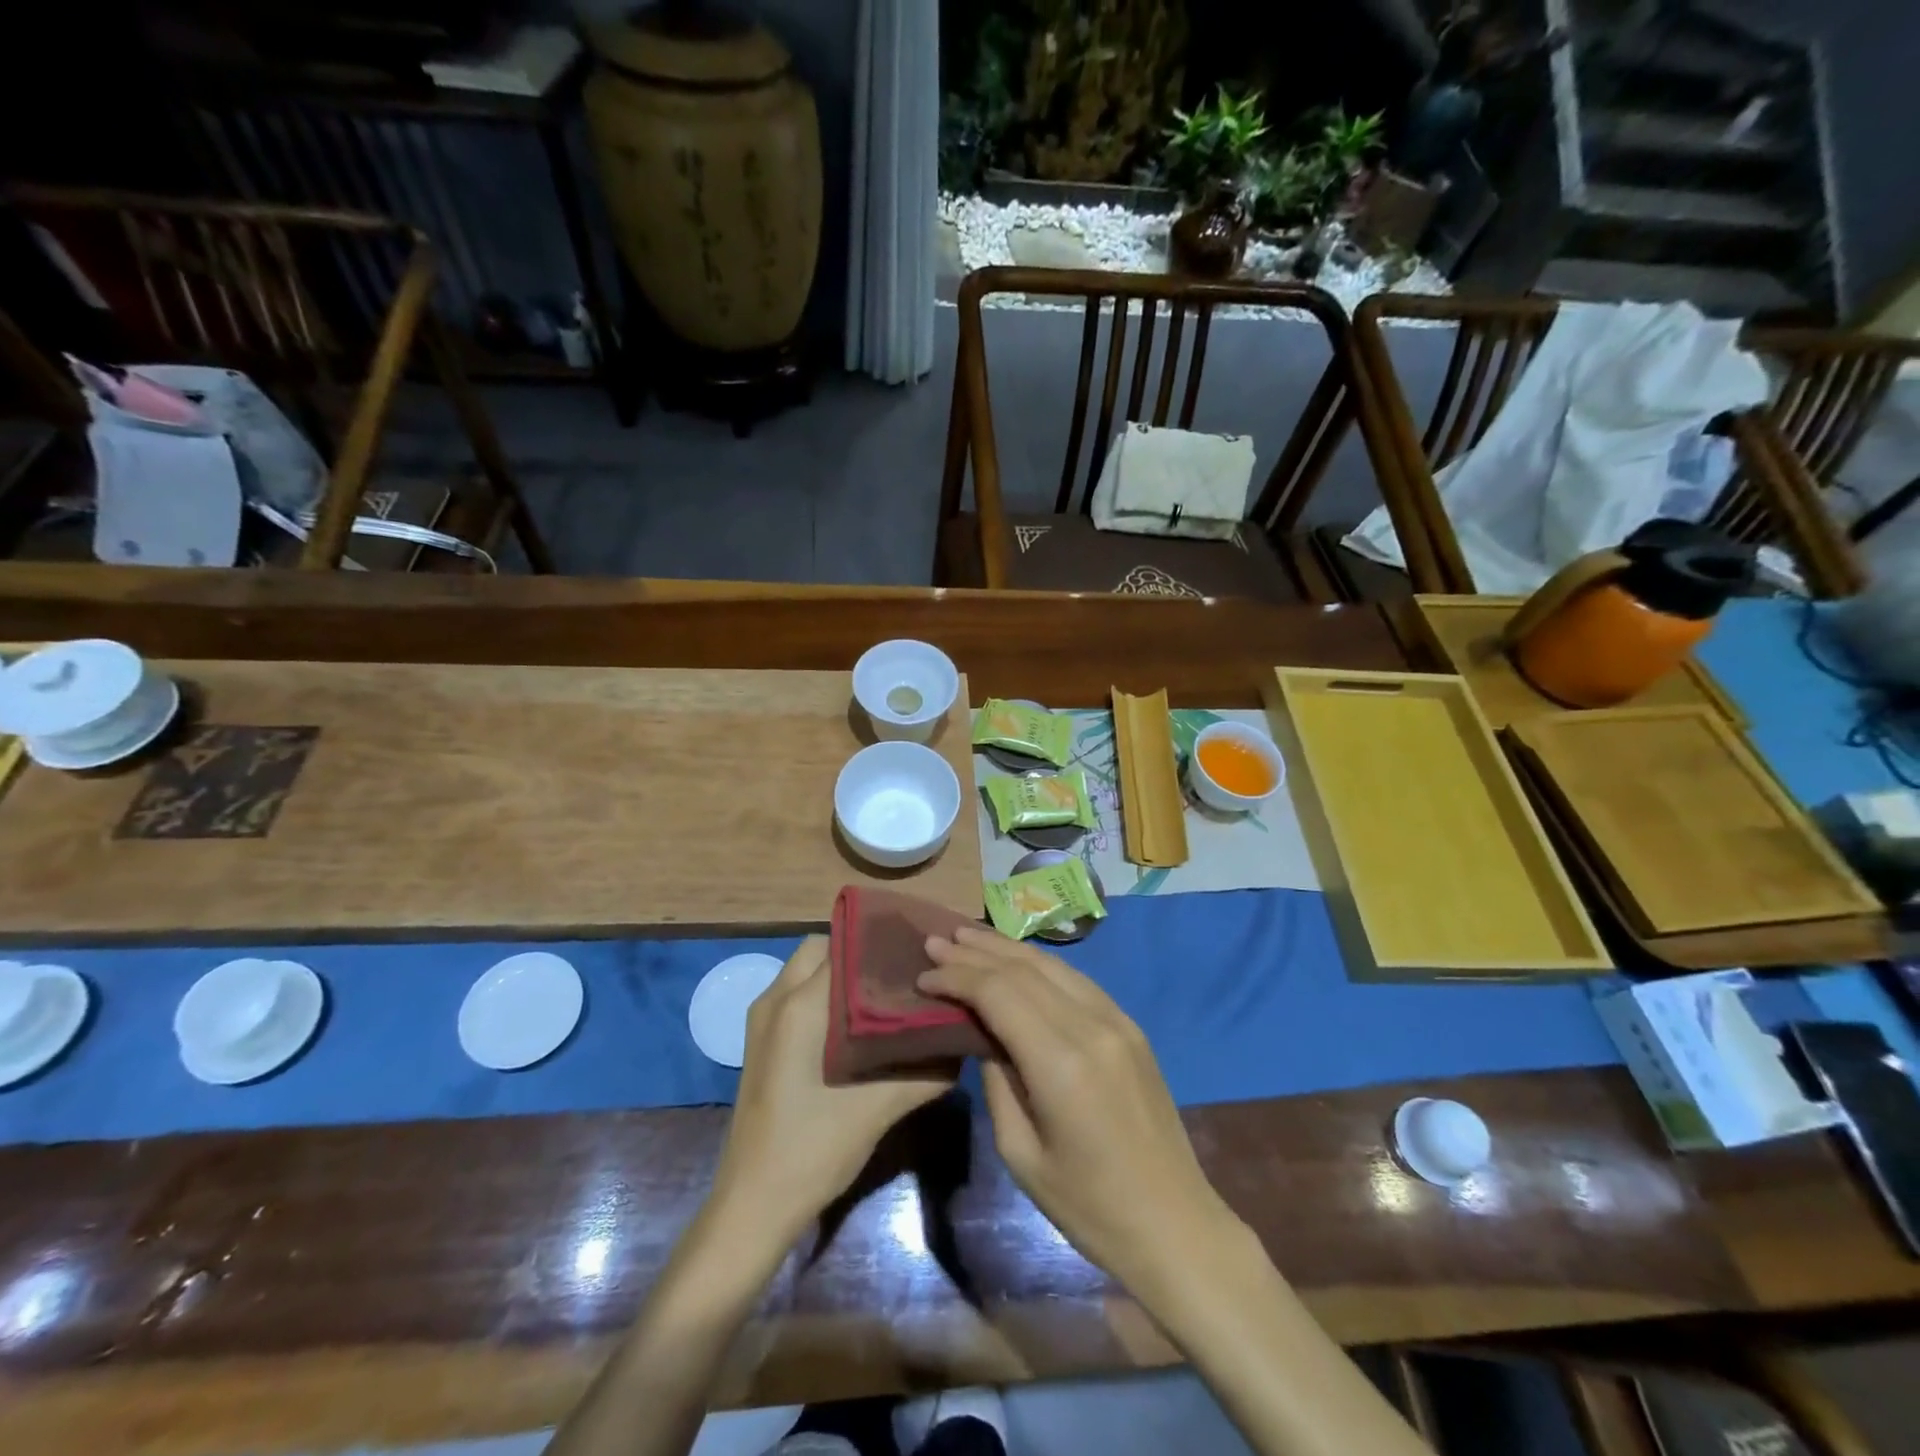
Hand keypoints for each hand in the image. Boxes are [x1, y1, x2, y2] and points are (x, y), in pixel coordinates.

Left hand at [710, 936, 953, 1246]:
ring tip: (885, 993)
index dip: (883, 943)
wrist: (754, 1204)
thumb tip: (964, 1041)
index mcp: (800, 1004)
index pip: (846, 945)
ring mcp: (762, 1019)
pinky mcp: (760, 1040)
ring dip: (841, 972)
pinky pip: (795, 993)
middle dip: (861, 952)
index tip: (918, 953)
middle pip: (823, 947)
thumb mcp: (880, 1109)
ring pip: (806, 969)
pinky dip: (824, 993)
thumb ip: (927, 1072)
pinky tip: (857, 1025)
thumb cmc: (814, 1149)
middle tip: (902, 972)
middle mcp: (776, 998)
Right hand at [919, 926, 1236, 1298]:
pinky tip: (1016, 960)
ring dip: (1006, 948)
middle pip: (1023, 969)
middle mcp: (1091, 1026)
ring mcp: (1117, 1020)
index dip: (957, 978)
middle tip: (935, 941)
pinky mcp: (1130, 1026)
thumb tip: (983, 1034)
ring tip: (967, 936)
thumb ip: (996, 1081)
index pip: (999, 993)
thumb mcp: (1020, 1153)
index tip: (923, 976)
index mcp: (1061, 1062)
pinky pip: (1076, 980)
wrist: (1173, 1223)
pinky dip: (1039, 963)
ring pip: (1052, 965)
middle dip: (975, 952)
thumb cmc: (1088, 1206)